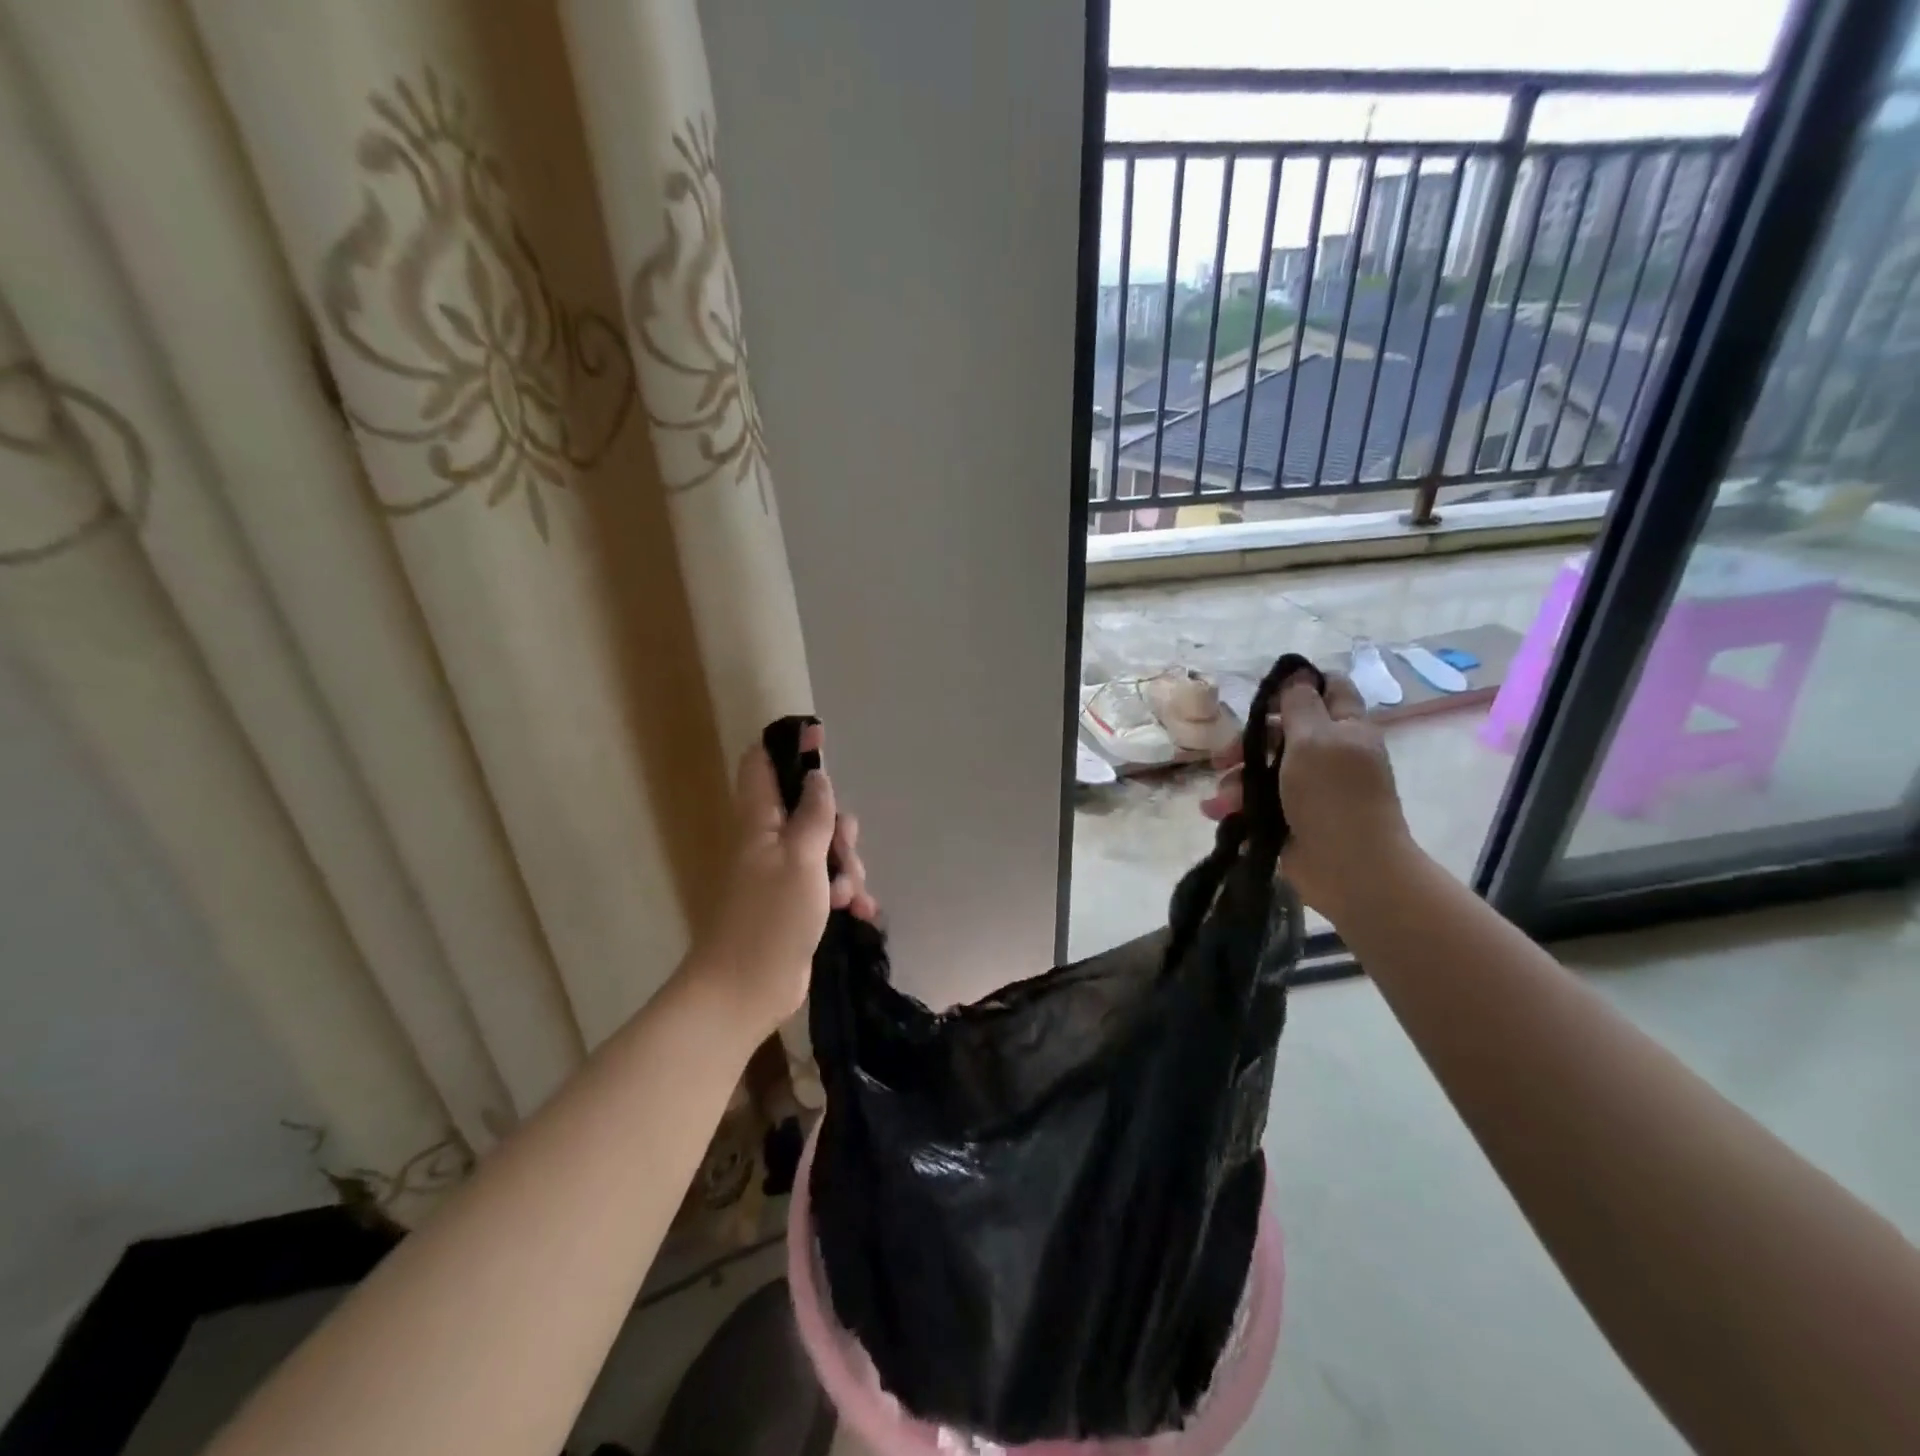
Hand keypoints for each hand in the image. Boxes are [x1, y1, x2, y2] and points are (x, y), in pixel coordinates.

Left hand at [691, 723, 877, 1039]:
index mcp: (760, 822)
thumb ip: (813, 814)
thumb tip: (818, 775)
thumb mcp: (800, 857)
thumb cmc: (771, 917)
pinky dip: (847, 894)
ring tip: (849, 897)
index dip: (788, 746)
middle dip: (838, 827)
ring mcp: (784, 874)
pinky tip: (861, 912)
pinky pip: (829, 884)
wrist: (747, 989)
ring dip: (847, 868)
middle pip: (810, 810)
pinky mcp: (798, 904)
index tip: (821, 740)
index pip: (761, 765)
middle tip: (844, 852)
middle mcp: (770, 842)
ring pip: (826, 850)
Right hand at [1201, 670, 1416, 919]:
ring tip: (1220, 800)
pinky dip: (1237, 805)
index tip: (1264, 695)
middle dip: (1248, 742)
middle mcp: (1330, 754)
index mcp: (1345, 729)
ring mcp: (1311, 789)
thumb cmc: (1332, 796)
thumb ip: (1301, 704)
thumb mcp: (1314, 739)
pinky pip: (1259, 802)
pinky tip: (1217, 812)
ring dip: (1236, 780)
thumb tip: (1298, 674)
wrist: (1349, 868)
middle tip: (1223, 756)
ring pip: (1265, 770)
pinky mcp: (1293, 818)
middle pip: (1283, 732)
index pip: (1329, 689)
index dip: (1298, 685)